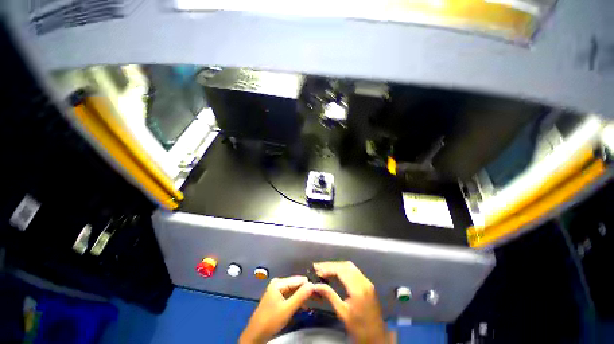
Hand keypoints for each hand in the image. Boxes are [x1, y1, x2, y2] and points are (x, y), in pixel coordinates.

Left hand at [239, 276, 314, 343]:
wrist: (255, 335)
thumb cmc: (270, 321)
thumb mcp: (287, 309)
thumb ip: (300, 296)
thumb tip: (312, 284)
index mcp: (279, 283)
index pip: (298, 280)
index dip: (309, 285)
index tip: (320, 291)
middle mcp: (278, 284)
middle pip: (296, 284)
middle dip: (307, 291)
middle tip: (319, 298)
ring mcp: (277, 291)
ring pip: (294, 291)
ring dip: (303, 296)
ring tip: (315, 302)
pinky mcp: (277, 298)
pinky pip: (290, 296)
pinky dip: (297, 301)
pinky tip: (304, 306)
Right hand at [313, 261, 392, 343]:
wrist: (377, 336)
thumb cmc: (358, 327)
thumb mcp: (342, 313)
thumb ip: (330, 296)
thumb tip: (316, 285)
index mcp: (358, 289)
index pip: (341, 271)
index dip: (328, 268)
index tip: (317, 270)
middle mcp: (364, 281)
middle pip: (345, 265)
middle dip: (331, 265)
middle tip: (318, 267)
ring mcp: (367, 282)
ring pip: (350, 266)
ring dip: (337, 266)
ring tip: (324, 268)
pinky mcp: (367, 284)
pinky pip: (354, 271)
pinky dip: (343, 269)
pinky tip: (335, 272)